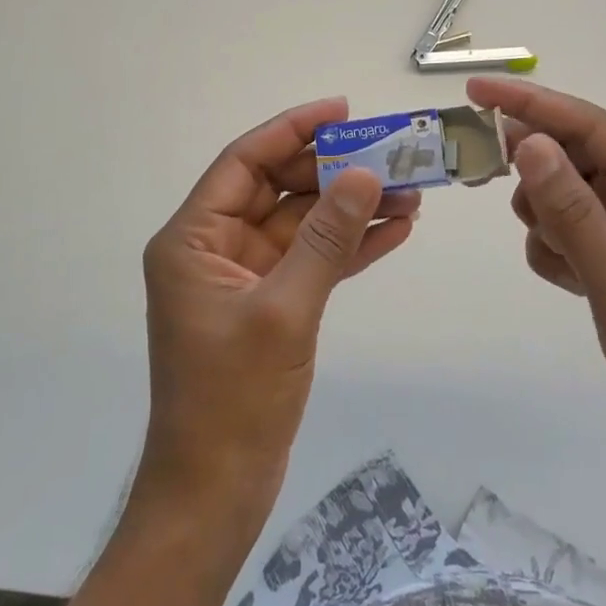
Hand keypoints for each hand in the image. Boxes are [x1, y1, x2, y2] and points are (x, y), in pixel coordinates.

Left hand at [136, 98, 419, 525]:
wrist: (216, 494)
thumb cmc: (232, 401)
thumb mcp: (283, 311)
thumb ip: (325, 240)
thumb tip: (365, 176)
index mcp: (194, 239)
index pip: (244, 163)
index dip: (292, 130)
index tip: (342, 110)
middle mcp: (216, 248)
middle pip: (278, 189)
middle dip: (334, 172)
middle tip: (391, 154)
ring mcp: (246, 277)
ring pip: (303, 225)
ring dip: (351, 209)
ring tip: (411, 192)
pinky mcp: (272, 305)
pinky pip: (313, 261)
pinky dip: (350, 247)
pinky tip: (395, 231)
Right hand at [467, 75, 605, 482]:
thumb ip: (573, 212)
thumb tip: (529, 144)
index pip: (591, 128)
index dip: (533, 104)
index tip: (478, 89)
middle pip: (573, 155)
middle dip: (533, 167)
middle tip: (484, 170)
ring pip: (561, 192)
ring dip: (545, 218)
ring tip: (564, 261)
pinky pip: (563, 230)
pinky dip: (553, 250)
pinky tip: (571, 284)